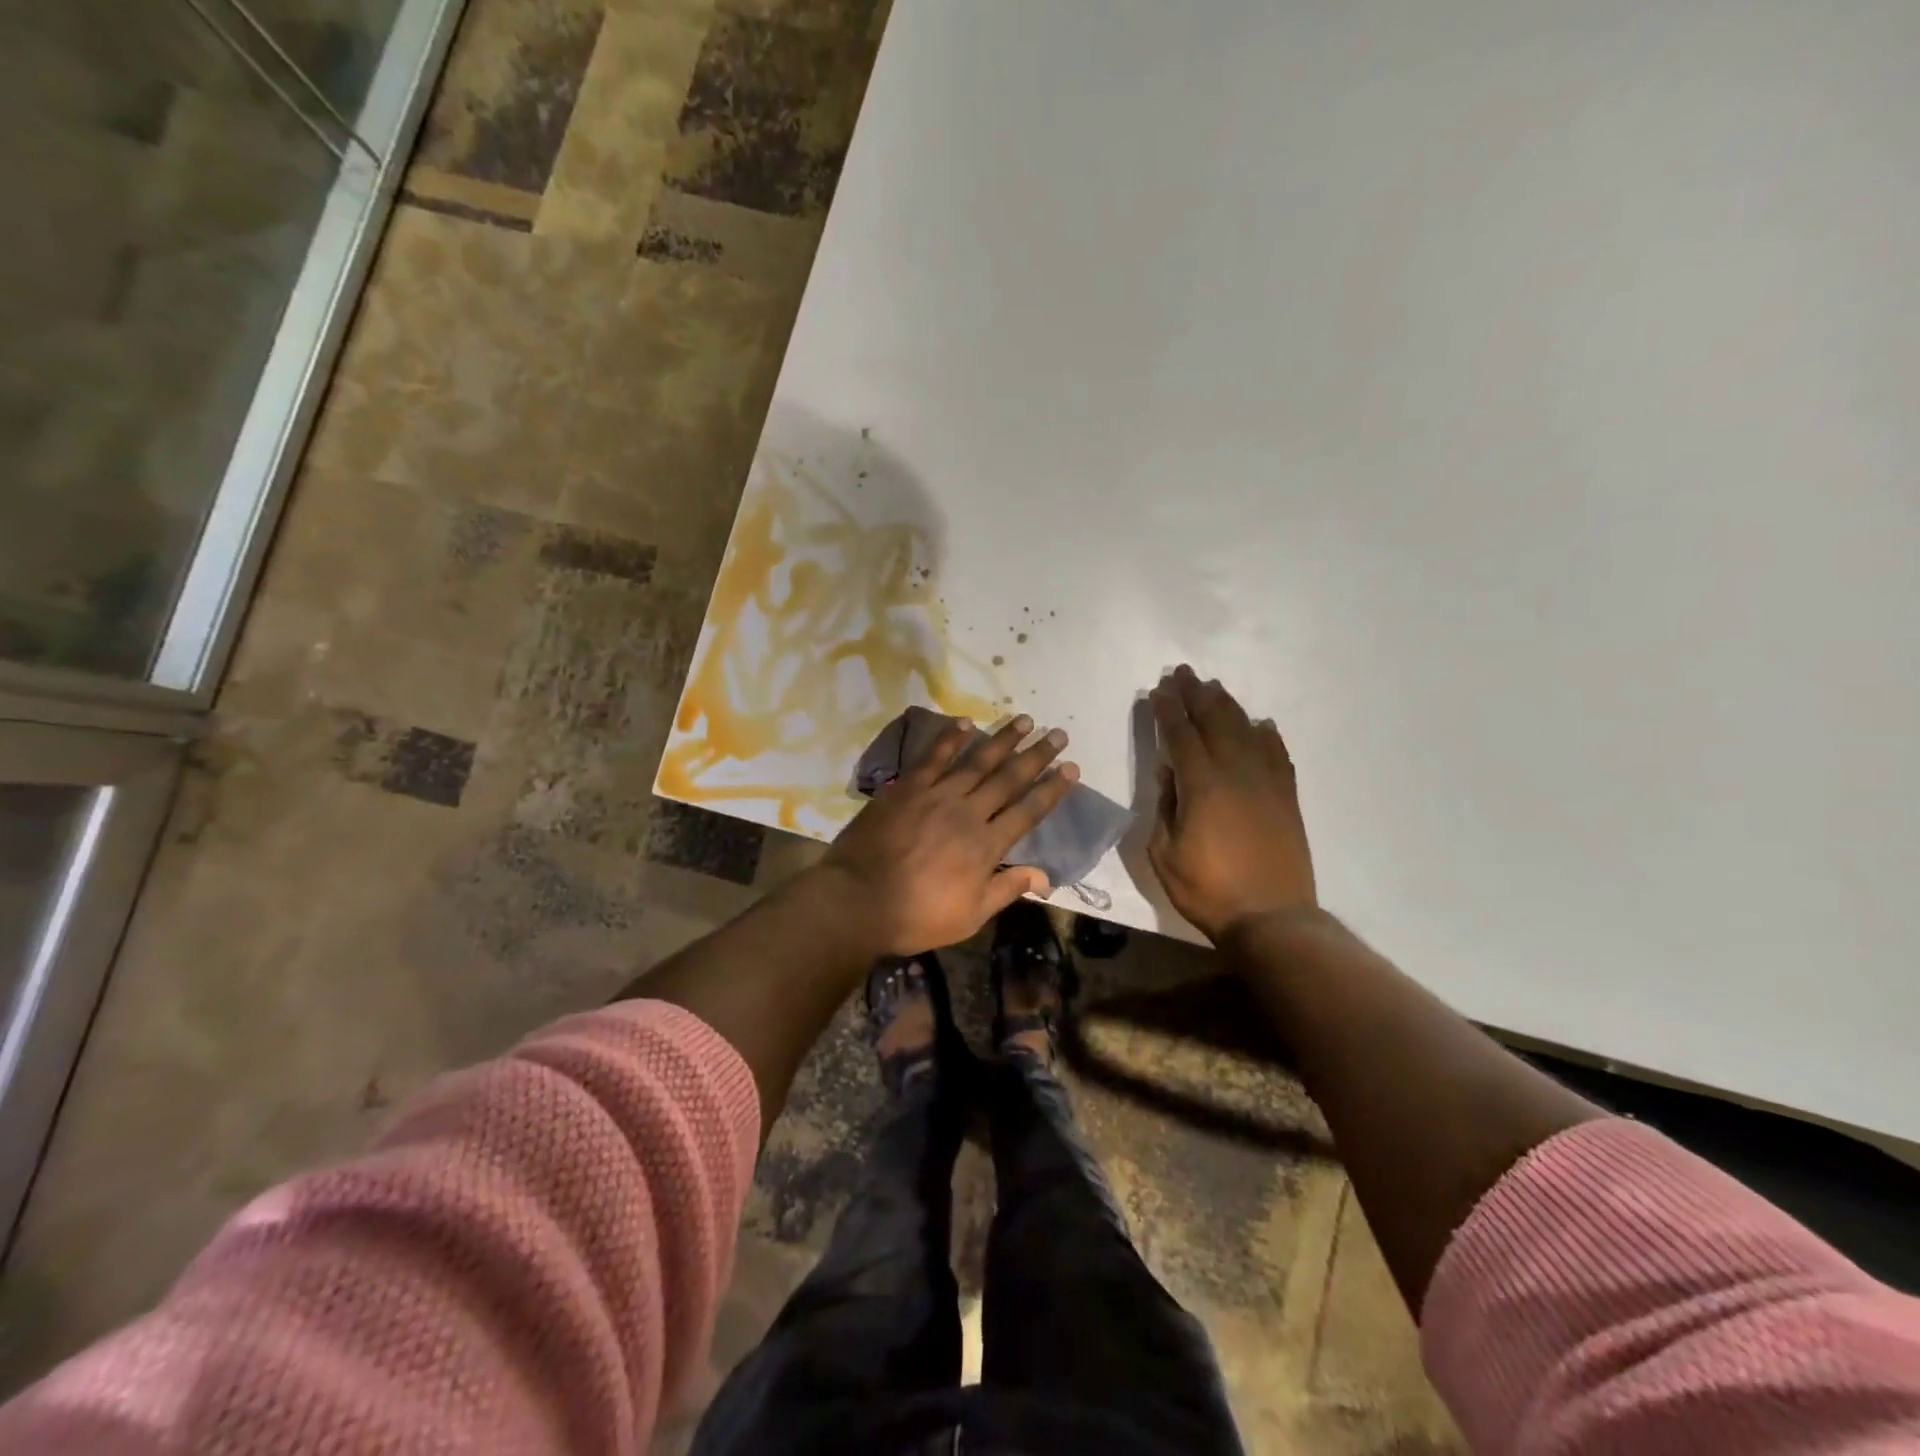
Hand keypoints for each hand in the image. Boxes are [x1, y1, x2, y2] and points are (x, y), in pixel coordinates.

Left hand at [817, 714, 1078, 954]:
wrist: (859, 899)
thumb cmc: (917, 915)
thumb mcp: (969, 916)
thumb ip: (1006, 890)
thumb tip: (1045, 877)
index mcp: (986, 846)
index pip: (1028, 811)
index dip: (1052, 789)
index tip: (1071, 768)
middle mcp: (968, 813)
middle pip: (1009, 779)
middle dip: (1036, 756)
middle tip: (1058, 734)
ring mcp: (936, 796)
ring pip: (977, 762)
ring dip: (1002, 740)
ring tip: (1024, 720)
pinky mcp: (907, 788)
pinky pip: (933, 758)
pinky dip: (950, 739)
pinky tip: (966, 723)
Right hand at [1148, 666, 1316, 941]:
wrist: (1271, 918)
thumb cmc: (1207, 890)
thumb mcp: (1164, 853)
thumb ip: (1165, 808)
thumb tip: (1170, 775)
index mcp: (1202, 786)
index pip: (1181, 735)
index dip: (1168, 710)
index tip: (1158, 689)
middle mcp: (1236, 774)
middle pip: (1215, 722)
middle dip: (1196, 695)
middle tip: (1183, 673)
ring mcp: (1266, 784)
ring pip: (1247, 731)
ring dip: (1228, 706)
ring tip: (1214, 688)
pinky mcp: (1287, 798)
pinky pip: (1277, 755)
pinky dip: (1267, 735)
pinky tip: (1260, 724)